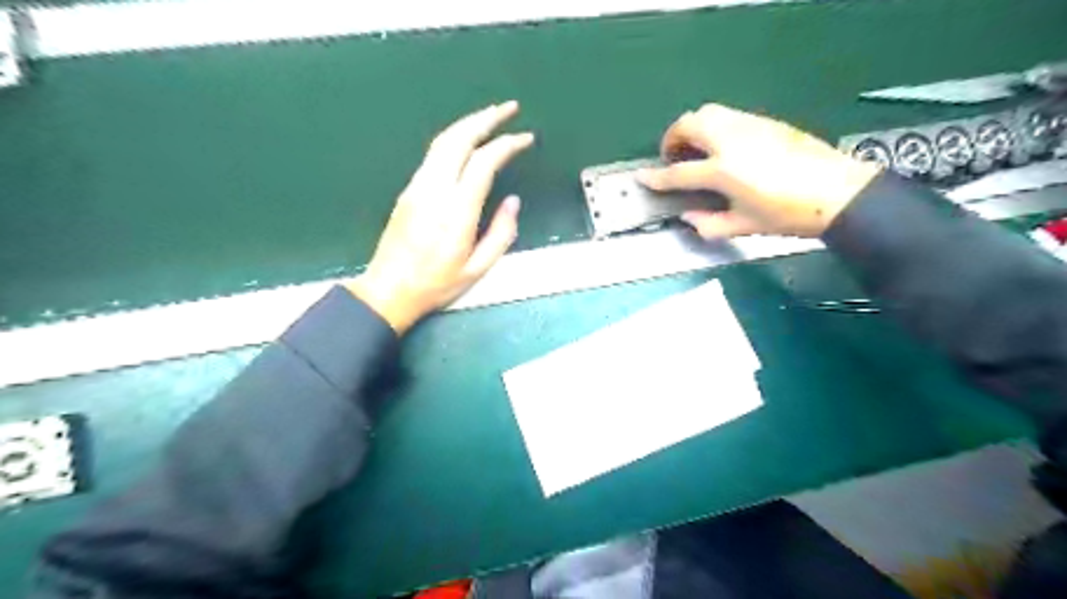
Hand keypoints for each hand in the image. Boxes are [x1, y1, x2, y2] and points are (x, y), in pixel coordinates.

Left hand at [348, 104, 532, 335]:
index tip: (525, 139)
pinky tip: (465, 140)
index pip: (483, 162)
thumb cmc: (436, 284)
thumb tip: (513, 202)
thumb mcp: (478, 269)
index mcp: (456, 212)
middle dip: (486, 118)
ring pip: (442, 142)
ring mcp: (417, 187)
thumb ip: (501, 234)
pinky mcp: (408, 190)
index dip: (507, 145)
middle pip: (459, 139)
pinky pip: (433, 154)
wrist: (389, 290)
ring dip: (468, 123)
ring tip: (490, 116)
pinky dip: (453, 138)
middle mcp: (434, 190)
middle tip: (509, 108)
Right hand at [636, 102, 878, 239]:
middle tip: (672, 157)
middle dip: (672, 138)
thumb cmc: (787, 215)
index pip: (679, 172)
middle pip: (689, 124)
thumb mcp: (743, 226)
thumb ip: (708, 224)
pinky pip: (728, 115)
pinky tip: (722, 145)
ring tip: (695, 147)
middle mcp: (731, 141)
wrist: (838, 192)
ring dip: (692, 127)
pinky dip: (714, 125)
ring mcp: (749, 126)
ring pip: (708, 112)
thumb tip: (688, 217)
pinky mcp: (765, 121)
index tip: (642, 177)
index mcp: (723, 171)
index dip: (656, 177)